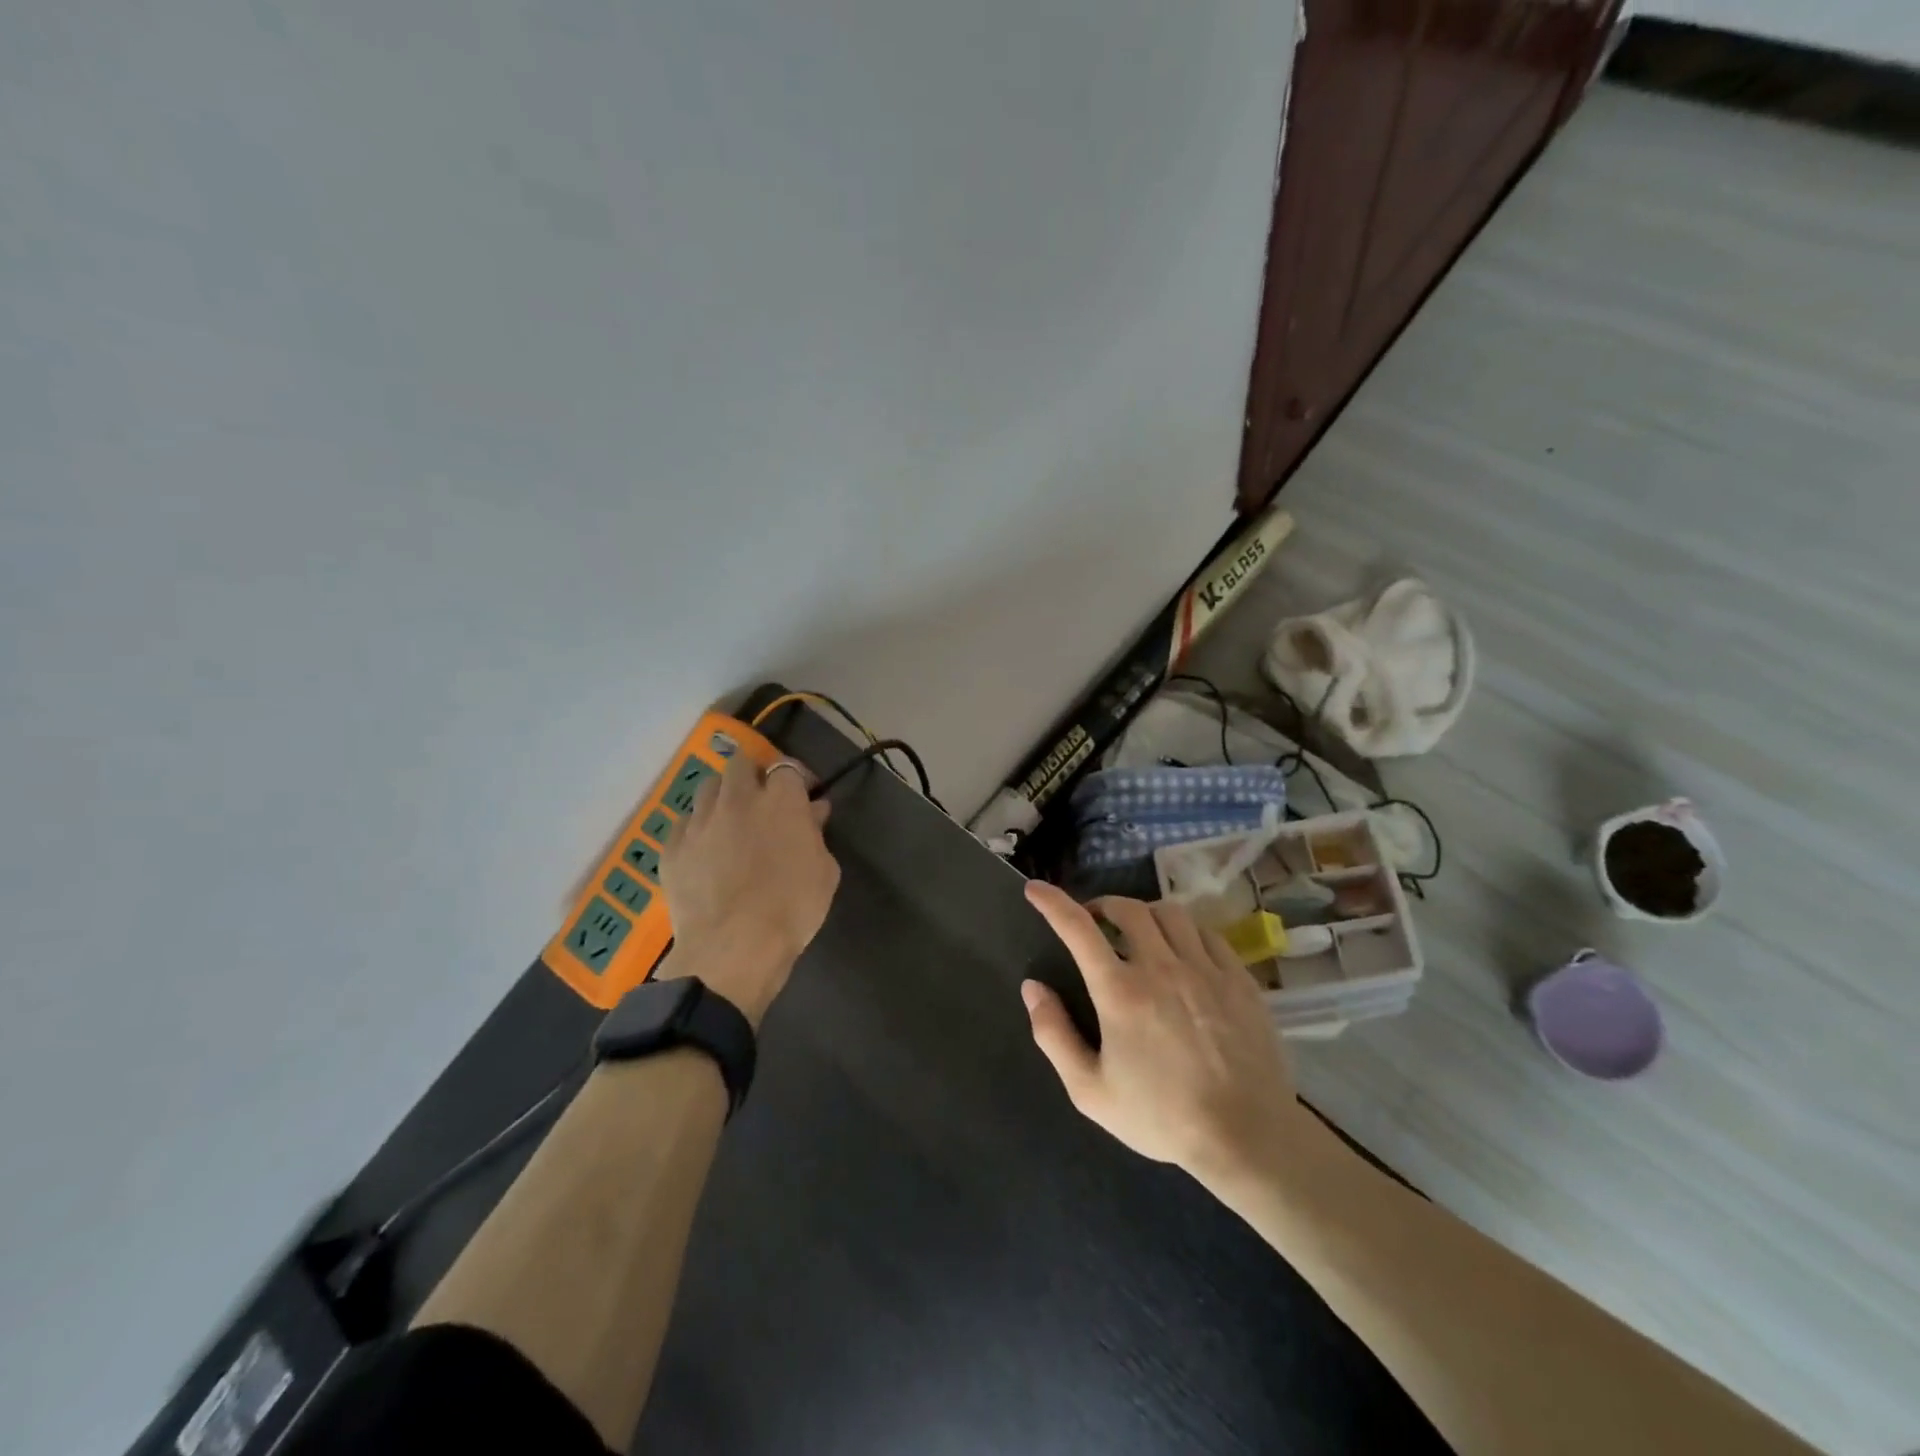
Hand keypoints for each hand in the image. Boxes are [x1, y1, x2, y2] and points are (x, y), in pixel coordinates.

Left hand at [660, 757, 839, 1024]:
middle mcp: (737, 799)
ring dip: (723, 796)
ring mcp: (700, 821)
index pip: (787, 767)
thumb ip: (816, 833)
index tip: (805, 796)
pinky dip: (697, 828)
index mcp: (780, 800)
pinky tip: (705, 849)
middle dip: (754, 775)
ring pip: (708, 787)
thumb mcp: (825, 871)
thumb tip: (813, 811)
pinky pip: (684, 823)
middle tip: (764, 801)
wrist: (734, 948)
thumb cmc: (792, 909)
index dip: (797, 778)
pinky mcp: (672, 847)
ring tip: (731, 820)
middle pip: (741, 764)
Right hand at [1021, 882, 1302, 1186]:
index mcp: (1120, 992)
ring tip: (1139, 932)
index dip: (1052, 902)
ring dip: (1145, 913)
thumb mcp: (1090, 1091)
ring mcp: (1205, 969)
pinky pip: (1207, 933)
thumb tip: (1033, 988)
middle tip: (1095, 922)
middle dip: (1103, 906)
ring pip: (1170, 913)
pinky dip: (1185, 931)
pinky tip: (1183, 951)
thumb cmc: (1162, 1117)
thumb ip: (1054, 1035)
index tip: (1035, 889)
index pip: (1078, 928)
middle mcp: (1161, 967)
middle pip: (1128, 908)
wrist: (1247, 1137)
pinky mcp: (1239, 979)